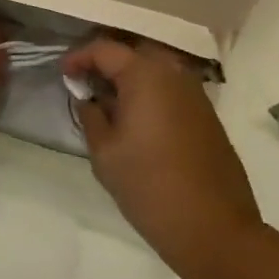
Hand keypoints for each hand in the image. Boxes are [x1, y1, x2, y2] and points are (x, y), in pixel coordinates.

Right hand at [63, 37, 262, 275]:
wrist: (215, 229)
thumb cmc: (150, 187)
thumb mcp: (105, 153)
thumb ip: (90, 116)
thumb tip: (88, 98)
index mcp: (145, 74)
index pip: (104, 49)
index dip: (79, 57)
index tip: (63, 73)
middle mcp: (173, 72)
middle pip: (132, 53)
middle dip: (106, 63)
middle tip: (85, 82)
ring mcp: (195, 92)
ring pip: (154, 70)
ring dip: (130, 79)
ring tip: (109, 103)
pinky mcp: (208, 114)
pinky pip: (171, 89)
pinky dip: (150, 93)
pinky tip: (138, 119)